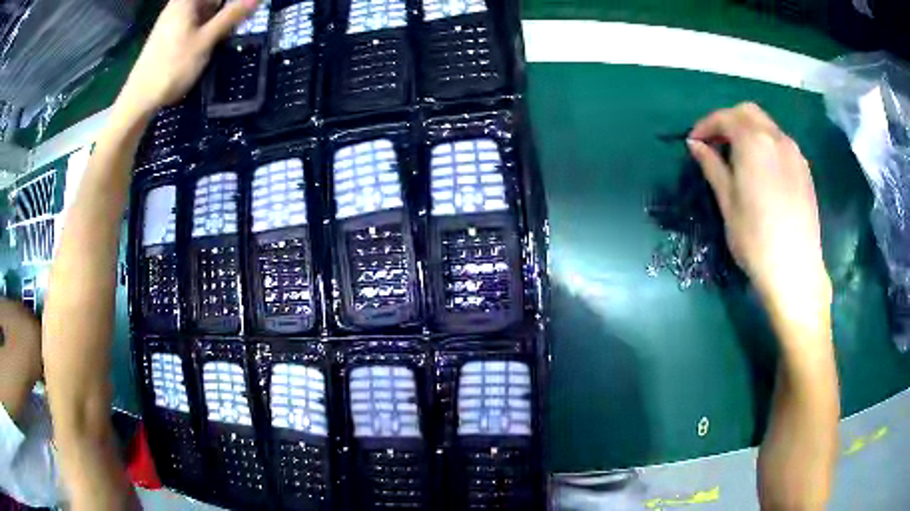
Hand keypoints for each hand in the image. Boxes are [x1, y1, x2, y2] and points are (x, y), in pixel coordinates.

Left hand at [119, 0, 258, 117]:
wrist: (139, 99)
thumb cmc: (172, 67)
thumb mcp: (206, 41)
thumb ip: (232, 16)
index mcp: (186, 1)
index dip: (232, 2)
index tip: (247, 9)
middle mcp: (179, 5)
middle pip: (210, 1)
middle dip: (228, 8)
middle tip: (243, 20)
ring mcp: (173, 20)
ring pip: (204, 11)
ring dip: (219, 19)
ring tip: (231, 31)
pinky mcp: (170, 35)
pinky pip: (195, 22)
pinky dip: (207, 27)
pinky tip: (214, 40)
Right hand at [687, 103, 830, 315]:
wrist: (796, 269)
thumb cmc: (755, 239)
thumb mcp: (728, 203)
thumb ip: (712, 166)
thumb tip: (695, 145)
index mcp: (753, 142)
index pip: (725, 118)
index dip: (706, 126)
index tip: (694, 143)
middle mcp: (776, 137)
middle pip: (748, 113)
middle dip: (728, 121)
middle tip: (715, 145)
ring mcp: (794, 152)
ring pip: (766, 126)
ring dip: (748, 131)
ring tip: (738, 157)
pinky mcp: (805, 169)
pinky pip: (780, 143)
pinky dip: (765, 144)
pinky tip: (761, 169)